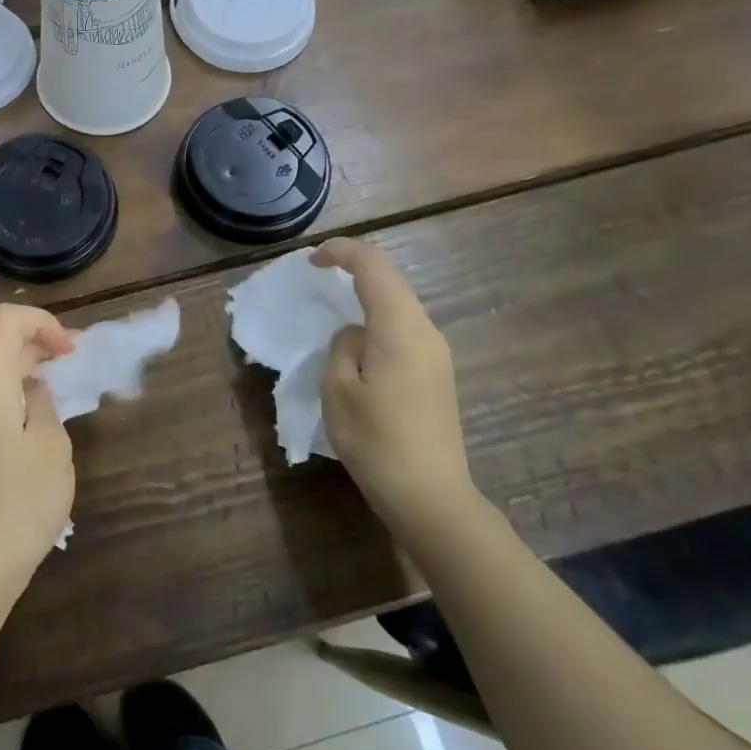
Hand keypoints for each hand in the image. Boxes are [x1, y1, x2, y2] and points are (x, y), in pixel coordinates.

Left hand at [0, 303, 77, 595]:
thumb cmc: (20, 502)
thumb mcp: (51, 446)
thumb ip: (45, 403)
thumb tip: (35, 390)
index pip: (5, 320)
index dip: (42, 322)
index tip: (71, 351)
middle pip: (3, 346)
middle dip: (44, 344)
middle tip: (82, 364)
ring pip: (1, 376)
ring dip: (36, 373)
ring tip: (71, 393)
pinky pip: (0, 403)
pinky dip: (26, 398)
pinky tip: (49, 426)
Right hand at [313, 238, 474, 531]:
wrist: (432, 498)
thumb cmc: (377, 441)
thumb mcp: (338, 390)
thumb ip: (342, 346)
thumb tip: (355, 336)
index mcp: (400, 328)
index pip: (374, 266)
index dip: (342, 251)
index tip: (312, 260)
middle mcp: (426, 331)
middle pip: (392, 279)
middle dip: (355, 268)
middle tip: (320, 275)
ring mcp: (437, 353)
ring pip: (400, 303)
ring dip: (368, 294)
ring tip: (335, 305)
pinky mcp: (438, 373)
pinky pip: (405, 327)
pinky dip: (379, 317)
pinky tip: (360, 340)